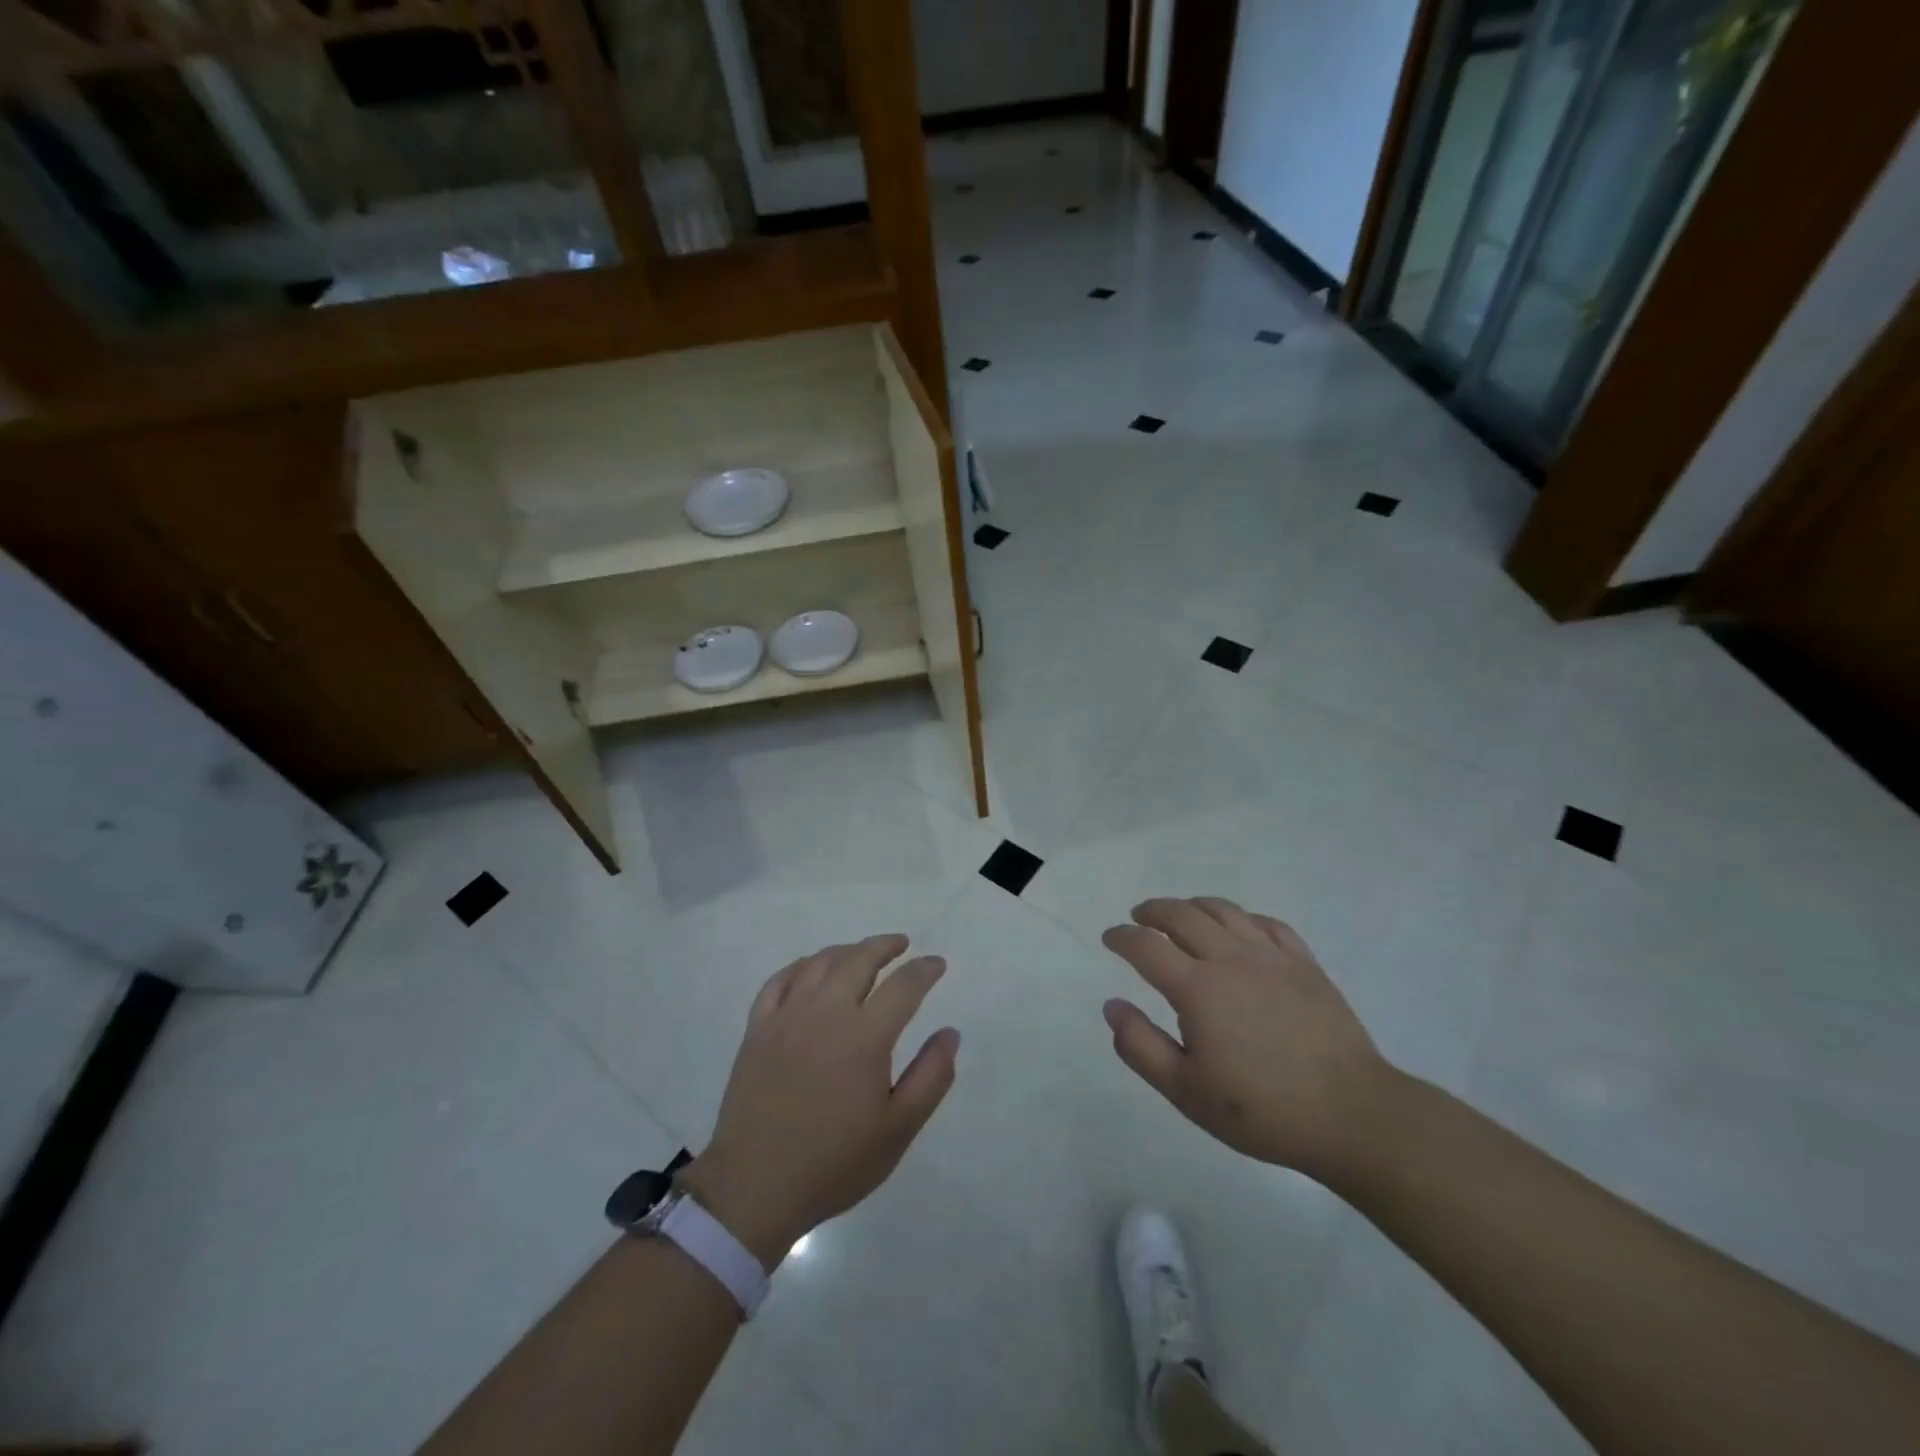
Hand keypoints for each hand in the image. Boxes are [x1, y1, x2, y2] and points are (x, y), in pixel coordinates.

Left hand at [679, 935, 958, 1265]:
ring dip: (846, 950)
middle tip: (901, 944)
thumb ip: (931, 1076)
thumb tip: (950, 1033)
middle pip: (859, 959)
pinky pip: (779, 981)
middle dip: (885, 946)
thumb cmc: (834, 1163)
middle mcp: (826, 1013)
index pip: (904, 985)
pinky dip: (800, 966)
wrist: (754, 1188)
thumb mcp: (898, 1129)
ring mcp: (786, 1017)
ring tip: (861, 953)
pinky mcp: (757, 1029)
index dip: (924, 970)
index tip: (937, 964)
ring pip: (820, 963)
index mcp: (865, 1036)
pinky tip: (810, 969)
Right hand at [1101, 897, 1395, 1182]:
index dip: (1122, 936)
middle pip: (1182, 915)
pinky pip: (1266, 923)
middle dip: (1153, 911)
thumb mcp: (1185, 1091)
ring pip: (1223, 910)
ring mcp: (1271, 957)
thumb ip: (1140, 1046)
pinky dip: (1241, 917)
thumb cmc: (1261, 1109)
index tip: (1110, 938)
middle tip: (1139, 917)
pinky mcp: (1304, 964)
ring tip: (1181, 915)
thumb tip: (1112, 1005)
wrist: (1351, 1115)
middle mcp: (1230, 959)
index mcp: (1197, 988)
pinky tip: (1238, 929)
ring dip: (1193, 906)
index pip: (1146, 945)